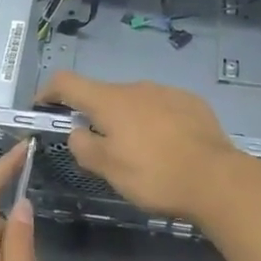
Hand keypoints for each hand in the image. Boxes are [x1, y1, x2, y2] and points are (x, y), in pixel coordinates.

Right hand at [38, 71, 247, 221]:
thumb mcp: (109, 169)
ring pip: (135, 101)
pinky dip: (154, 121)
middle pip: (103, 94)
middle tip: (98, 147)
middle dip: (94, 115)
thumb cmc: (154, 175)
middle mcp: (136, 87)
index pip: (67, 82)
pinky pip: (162, 107)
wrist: (217, 178)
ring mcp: (167, 91)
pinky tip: (166, 146)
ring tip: (138, 151)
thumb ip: (84, 147)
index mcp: (110, 101)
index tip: (43, 106)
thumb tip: (77, 131)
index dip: (49, 91)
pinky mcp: (192, 102)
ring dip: (127, 119)